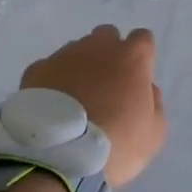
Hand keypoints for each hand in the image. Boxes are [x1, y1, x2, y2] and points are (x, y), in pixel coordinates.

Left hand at [21, 26, 167, 185]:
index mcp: (132, 57)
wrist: (60, 154)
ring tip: (76, 98)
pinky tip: (53, 105)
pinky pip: (50, 68)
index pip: (143, 39)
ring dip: (81, 66)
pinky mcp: (37, 69)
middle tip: (107, 85)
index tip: (137, 79)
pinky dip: (54, 80)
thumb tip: (145, 88)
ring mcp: (64, 55)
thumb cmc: (117, 143)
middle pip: (107, 36)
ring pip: (77, 50)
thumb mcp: (154, 133)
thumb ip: (154, 102)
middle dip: (109, 53)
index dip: (141, 57)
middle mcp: (98, 47)